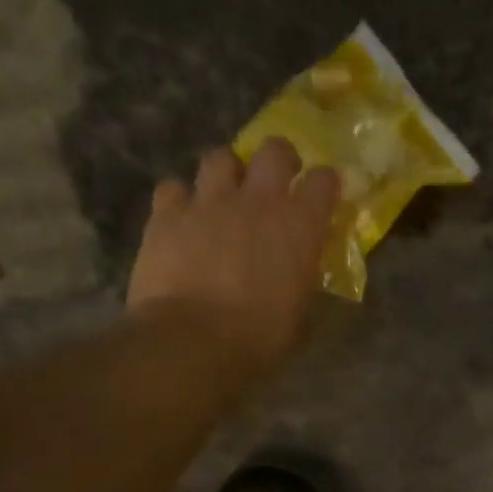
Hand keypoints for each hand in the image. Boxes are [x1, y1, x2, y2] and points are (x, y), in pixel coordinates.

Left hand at [126, 138, 340, 380]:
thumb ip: (303, 288)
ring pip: (219, 158)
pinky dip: (179, 199)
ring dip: (226, 172)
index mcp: (301, 226)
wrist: (191, 341)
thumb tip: (302, 284)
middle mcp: (258, 201)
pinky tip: (181, 218)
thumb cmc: (259, 338)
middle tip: (276, 180)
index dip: (325, 184)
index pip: (324, 181)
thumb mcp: (299, 318)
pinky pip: (173, 188)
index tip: (323, 195)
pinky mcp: (167, 215)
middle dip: (279, 159)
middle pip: (275, 150)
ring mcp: (209, 202)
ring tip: (224, 194)